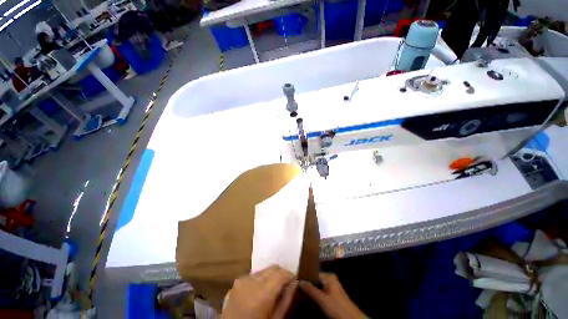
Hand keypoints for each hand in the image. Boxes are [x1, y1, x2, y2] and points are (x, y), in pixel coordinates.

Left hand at [222, 265, 296, 318]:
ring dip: (270, 277)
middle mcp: (251, 282)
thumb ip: (286, 300)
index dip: (290, 275)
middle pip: (273, 268)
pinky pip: (254, 275)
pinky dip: (260, 280)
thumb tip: (294, 283)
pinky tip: (259, 293)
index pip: (281, 273)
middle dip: (281, 275)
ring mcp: (241, 280)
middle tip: (284, 287)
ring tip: (271, 291)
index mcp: (261, 294)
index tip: (294, 281)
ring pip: (264, 270)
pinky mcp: (236, 281)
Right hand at [299, 273, 365, 318]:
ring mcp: (333, 289)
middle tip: (298, 290)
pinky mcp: (334, 297)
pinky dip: (316, 297)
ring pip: (318, 288)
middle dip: (308, 286)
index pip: (313, 274)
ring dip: (311, 292)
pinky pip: (322, 294)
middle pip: (316, 281)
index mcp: (329, 277)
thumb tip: (299, 281)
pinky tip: (310, 301)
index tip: (296, 283)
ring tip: (302, 296)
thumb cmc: (336, 307)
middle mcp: (331, 280)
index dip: (305, 279)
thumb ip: (310, 289)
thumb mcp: (322, 299)